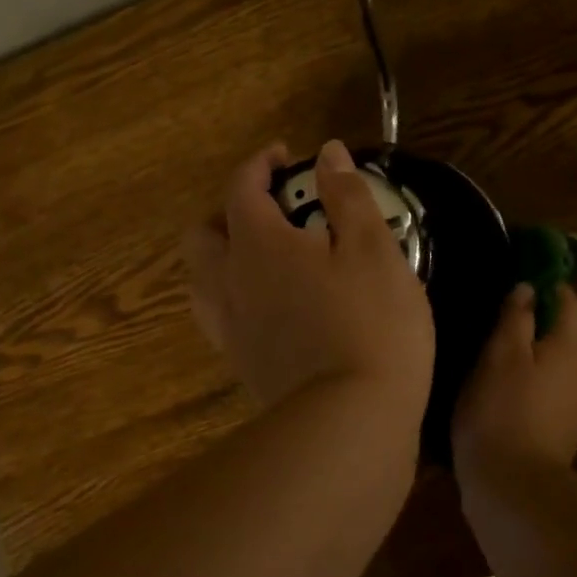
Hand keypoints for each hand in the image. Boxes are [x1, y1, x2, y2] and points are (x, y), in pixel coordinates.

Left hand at [184, 140, 434, 415]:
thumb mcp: (374, 248)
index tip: (284, 156)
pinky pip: (221, 318)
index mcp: (259, 245)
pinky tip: (273, 306)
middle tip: (271, 209)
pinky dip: (236, 297)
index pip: (240, 188)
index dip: (259, 164)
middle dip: (230, 210)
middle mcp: (231, 282)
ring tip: (265, 256)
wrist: (351, 424)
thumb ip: (348, 195)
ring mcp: (231, 329)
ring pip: (202, 280)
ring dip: (223, 256)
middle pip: (203, 235)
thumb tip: (327, 152)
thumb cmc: (370, 323)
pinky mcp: (243, 366)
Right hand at [453, 283, 576, 476]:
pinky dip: (559, 368)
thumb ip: (515, 317)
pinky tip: (533, 377)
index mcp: (570, 345)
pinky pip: (573, 382)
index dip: (554, 286)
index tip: (532, 278)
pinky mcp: (572, 425)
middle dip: (567, 313)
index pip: (570, 303)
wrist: (514, 483)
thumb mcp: (499, 354)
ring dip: (565, 342)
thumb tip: (528, 288)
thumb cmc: (500, 409)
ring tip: (531, 341)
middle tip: (535, 307)